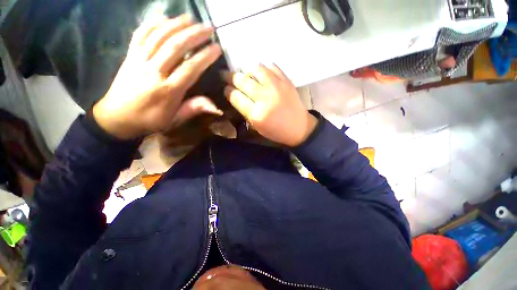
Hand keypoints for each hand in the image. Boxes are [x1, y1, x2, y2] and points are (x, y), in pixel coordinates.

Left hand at [93, 15, 222, 139]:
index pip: (190, 69)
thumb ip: (194, 109)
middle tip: (208, 27)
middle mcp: (153, 72)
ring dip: (176, 24)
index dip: (205, 56)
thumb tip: (216, 106)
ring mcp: (138, 61)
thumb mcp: (175, 120)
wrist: (116, 118)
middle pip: (175, 47)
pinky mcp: (129, 56)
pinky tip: (164, 18)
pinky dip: (153, 24)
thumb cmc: (149, 121)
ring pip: (159, 37)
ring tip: (191, 18)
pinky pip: (140, 35)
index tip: (217, 48)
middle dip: (194, 35)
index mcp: (167, 91)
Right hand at [223, 64, 316, 146]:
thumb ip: (245, 111)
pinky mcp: (286, 81)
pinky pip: (272, 67)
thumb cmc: (276, 131)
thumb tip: (235, 95)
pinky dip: (264, 68)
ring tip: (247, 75)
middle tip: (228, 77)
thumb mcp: (257, 127)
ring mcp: (277, 87)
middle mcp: (265, 98)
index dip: (227, 91)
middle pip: (242, 80)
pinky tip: (263, 74)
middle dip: (231, 77)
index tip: (226, 89)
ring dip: (248, 70)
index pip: (235, 96)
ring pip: (256, 68)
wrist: (299, 128)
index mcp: (257, 114)